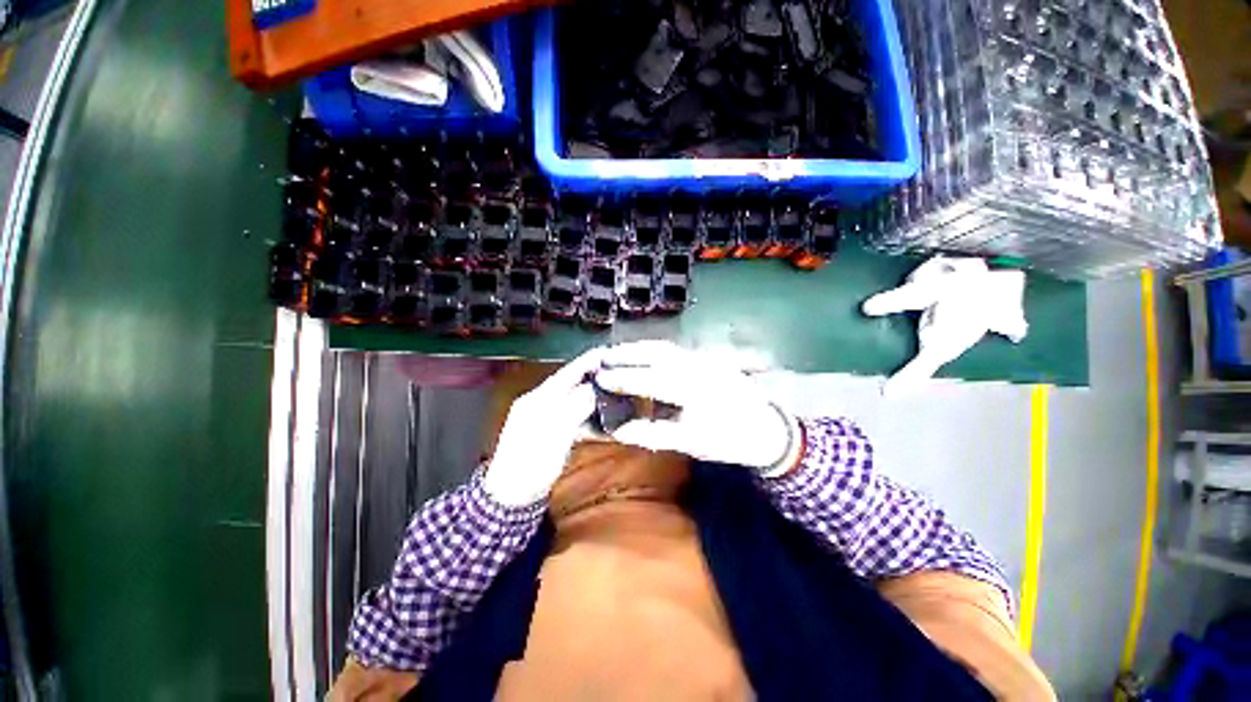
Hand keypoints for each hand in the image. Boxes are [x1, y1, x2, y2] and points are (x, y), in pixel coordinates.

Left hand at [482, 347, 603, 505]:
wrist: (511, 496)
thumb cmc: (532, 465)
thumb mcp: (555, 436)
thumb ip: (573, 409)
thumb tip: (591, 389)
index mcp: (537, 399)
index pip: (565, 374)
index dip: (585, 363)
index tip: (605, 353)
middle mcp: (538, 402)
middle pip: (568, 383)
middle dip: (589, 375)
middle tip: (613, 370)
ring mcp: (540, 416)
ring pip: (569, 397)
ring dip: (588, 392)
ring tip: (609, 390)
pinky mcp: (545, 429)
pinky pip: (568, 413)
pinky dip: (583, 411)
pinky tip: (595, 415)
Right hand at [594, 341, 800, 474]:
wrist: (766, 428)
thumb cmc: (729, 440)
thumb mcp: (692, 443)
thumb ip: (654, 434)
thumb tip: (619, 430)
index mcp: (696, 390)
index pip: (652, 380)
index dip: (624, 379)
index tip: (600, 378)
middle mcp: (699, 367)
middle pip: (656, 354)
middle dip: (626, 354)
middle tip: (601, 357)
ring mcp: (704, 359)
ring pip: (665, 348)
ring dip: (638, 348)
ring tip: (615, 353)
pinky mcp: (707, 357)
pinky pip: (674, 350)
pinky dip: (652, 350)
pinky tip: (641, 355)